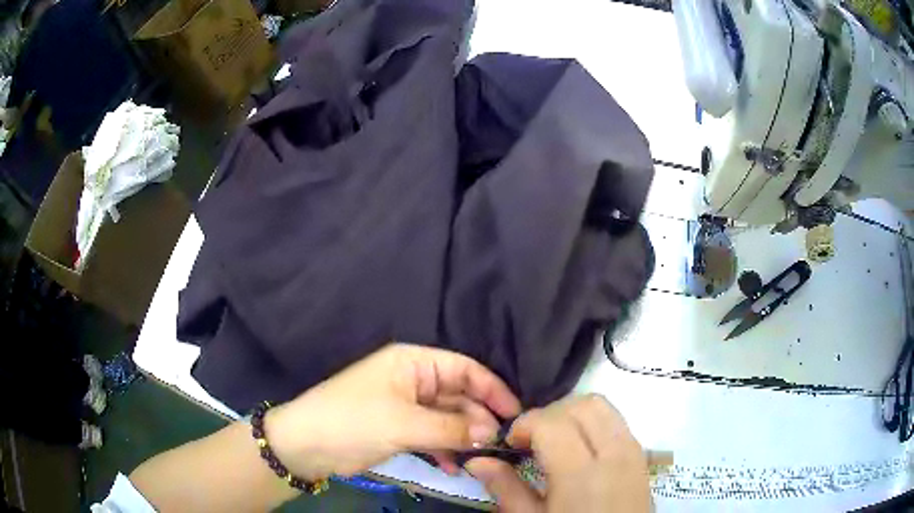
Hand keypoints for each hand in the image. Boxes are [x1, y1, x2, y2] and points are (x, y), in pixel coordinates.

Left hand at [265, 343, 521, 479]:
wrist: (305, 445)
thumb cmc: (353, 421)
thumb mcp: (404, 423)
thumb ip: (452, 427)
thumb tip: (492, 432)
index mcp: (413, 363)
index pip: (465, 369)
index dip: (492, 389)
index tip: (515, 414)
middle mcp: (413, 380)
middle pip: (459, 395)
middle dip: (478, 418)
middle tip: (497, 444)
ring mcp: (406, 406)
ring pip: (448, 418)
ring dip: (463, 436)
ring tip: (478, 457)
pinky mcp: (399, 429)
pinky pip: (432, 435)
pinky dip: (444, 449)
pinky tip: (453, 466)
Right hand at [466, 395, 650, 512]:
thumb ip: (506, 488)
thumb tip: (478, 460)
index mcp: (580, 474)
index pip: (551, 422)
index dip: (524, 424)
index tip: (510, 444)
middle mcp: (612, 453)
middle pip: (580, 405)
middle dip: (549, 414)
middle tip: (530, 441)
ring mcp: (632, 451)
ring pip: (602, 405)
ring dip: (572, 413)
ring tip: (554, 441)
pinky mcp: (641, 455)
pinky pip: (616, 420)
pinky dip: (593, 422)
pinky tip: (579, 449)